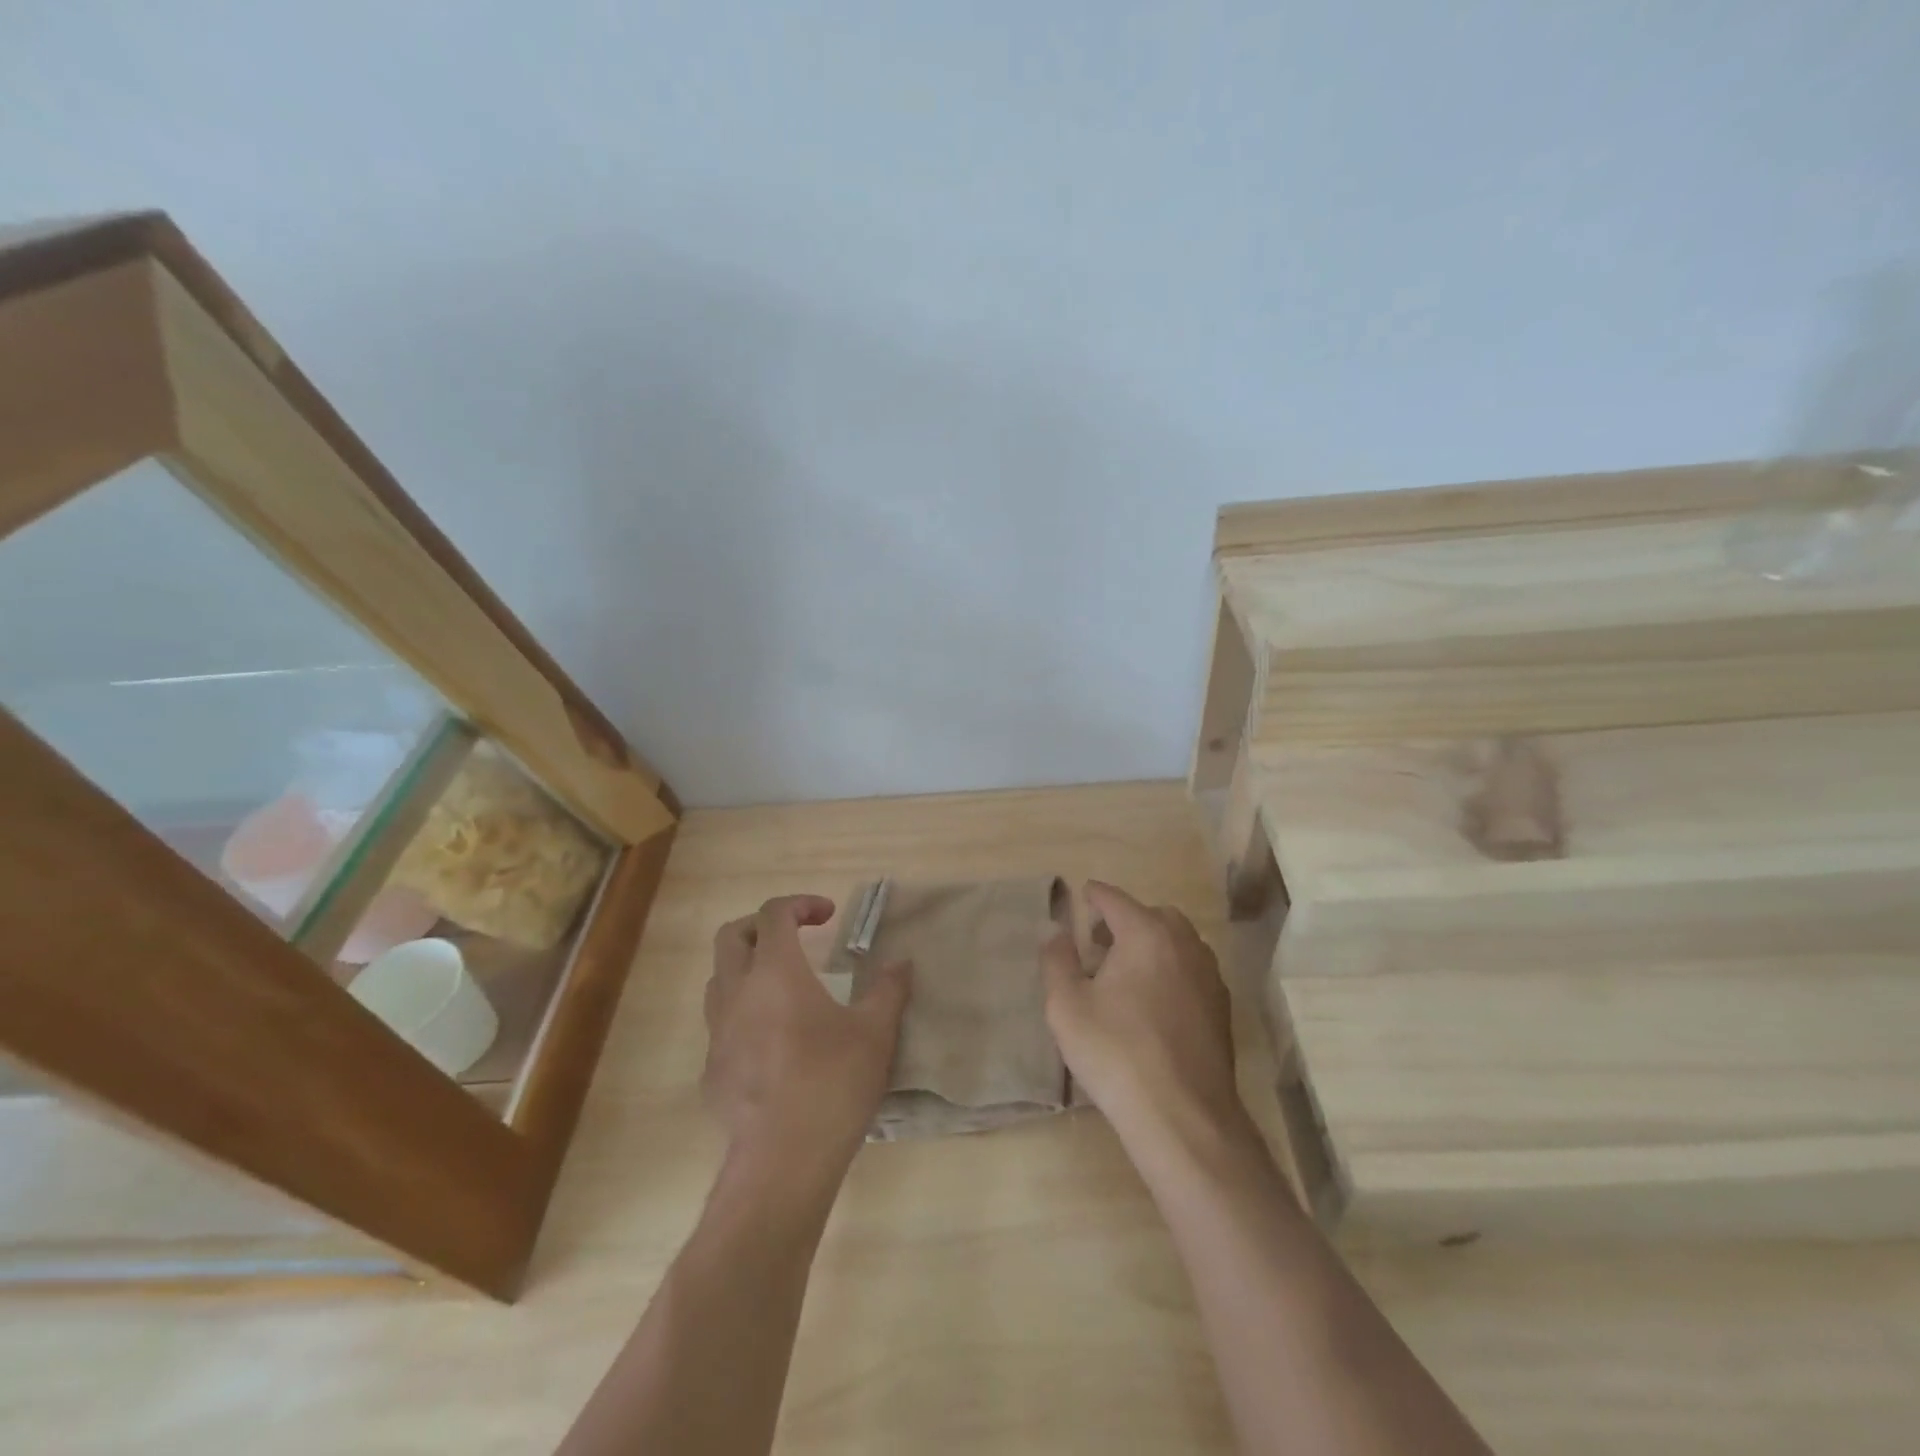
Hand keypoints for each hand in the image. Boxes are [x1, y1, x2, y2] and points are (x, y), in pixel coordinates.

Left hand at [704, 895, 911, 1166]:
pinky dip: (743, 1014)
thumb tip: (901, 963)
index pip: (773, 913)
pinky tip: (773, 1041)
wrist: (783, 1161)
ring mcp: (717, 1033)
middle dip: (762, 926)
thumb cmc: (833, 1083)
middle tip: (796, 938)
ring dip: (747, 968)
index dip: (800, 904)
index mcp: (775, 972)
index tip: (828, 915)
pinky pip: (720, 1025)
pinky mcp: (712, 1071)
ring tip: (783, 986)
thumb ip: (888, 989)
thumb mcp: (875, 1032)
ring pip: (719, 979)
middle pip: (732, 935)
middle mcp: (737, 993)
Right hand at [1043, 881, 1248, 1152]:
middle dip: (1126, 919)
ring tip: (1125, 972)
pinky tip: (1153, 1002)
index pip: (1115, 899)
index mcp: (1146, 934)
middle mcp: (1184, 944)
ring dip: (1151, 944)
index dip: (1094, 896)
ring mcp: (1209, 976)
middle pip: (1153, 915)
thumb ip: (1057, 959)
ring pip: (1178, 942)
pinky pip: (1191, 970)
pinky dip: (1171, 969)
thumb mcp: (1067, 1005)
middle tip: (1099, 941)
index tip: (1082, 895)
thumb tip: (1055, 928)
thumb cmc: (1116, 1052)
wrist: (1182, 1116)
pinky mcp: (1221, 1008)